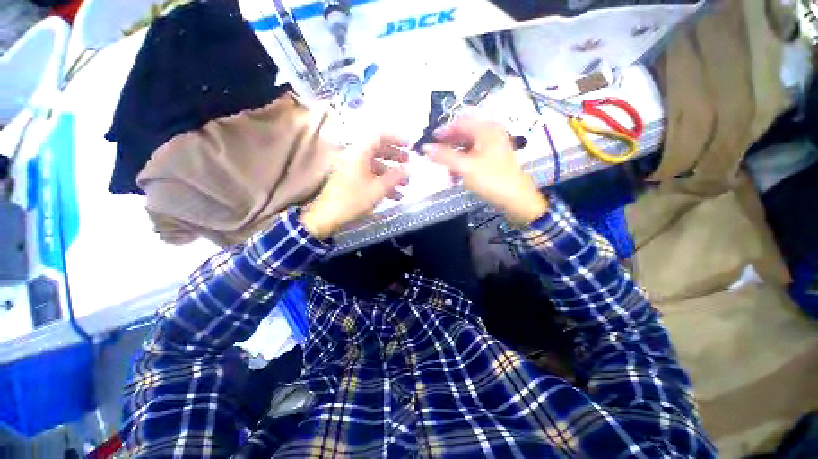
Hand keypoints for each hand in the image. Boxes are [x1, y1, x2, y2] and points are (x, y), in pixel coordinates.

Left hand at [301, 135, 408, 239]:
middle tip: (408, 164)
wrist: (327, 216)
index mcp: (359, 153)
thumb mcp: (378, 189)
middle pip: (378, 150)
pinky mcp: (350, 179)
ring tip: (405, 184)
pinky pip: (369, 175)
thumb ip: (395, 177)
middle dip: (395, 157)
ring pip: (375, 165)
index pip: (379, 136)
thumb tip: (408, 170)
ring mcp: (351, 168)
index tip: (409, 146)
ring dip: (391, 173)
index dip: (396, 138)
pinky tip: (394, 195)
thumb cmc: (353, 200)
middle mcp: (354, 156)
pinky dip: (382, 182)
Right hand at [423, 116, 547, 224]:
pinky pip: (473, 157)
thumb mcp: (466, 167)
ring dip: (455, 158)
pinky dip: (463, 164)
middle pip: (464, 134)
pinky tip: (457, 176)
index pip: (461, 122)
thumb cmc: (492, 180)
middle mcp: (491, 134)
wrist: (516, 199)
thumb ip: (445, 156)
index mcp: (487, 129)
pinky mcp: (493, 159)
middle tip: (436, 157)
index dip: (444, 131)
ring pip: (467, 147)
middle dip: (448, 147)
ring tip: (447, 171)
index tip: (431, 141)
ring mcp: (493, 147)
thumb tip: (425, 148)